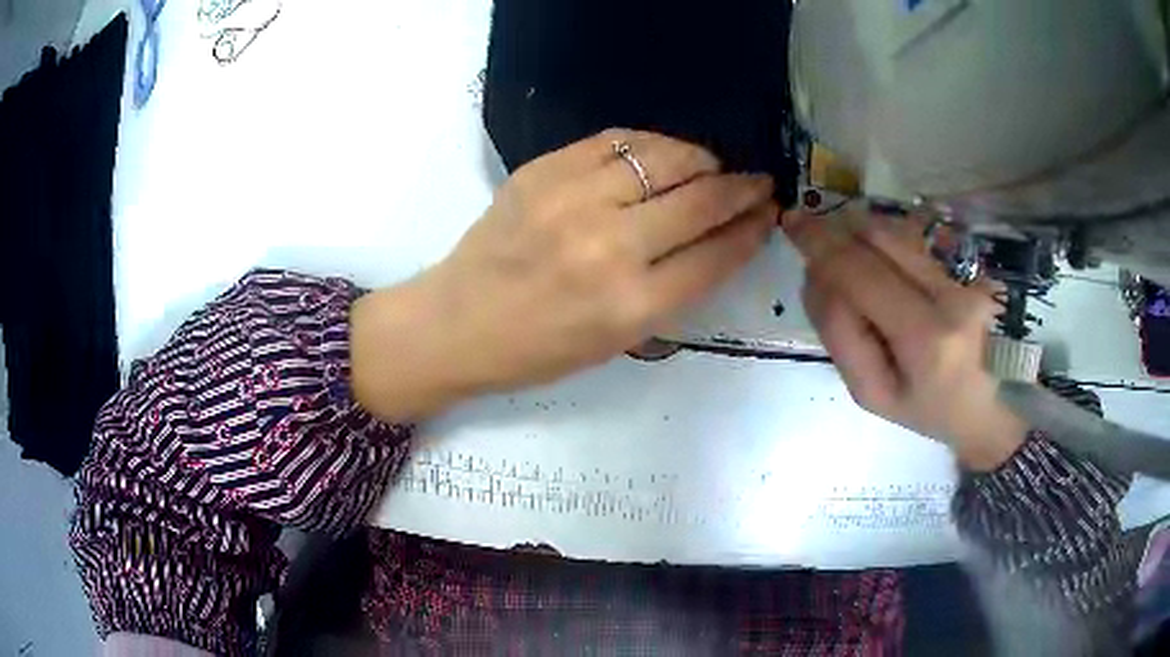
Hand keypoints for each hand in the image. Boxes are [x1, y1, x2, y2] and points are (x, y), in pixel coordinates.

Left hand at [353, 130, 776, 420]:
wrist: (457, 322)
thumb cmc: (540, 348)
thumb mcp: (618, 340)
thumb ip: (675, 288)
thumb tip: (723, 236)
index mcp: (631, 306)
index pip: (716, 253)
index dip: (752, 228)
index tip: (769, 212)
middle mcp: (608, 246)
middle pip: (700, 199)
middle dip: (741, 188)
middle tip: (756, 182)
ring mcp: (572, 199)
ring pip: (664, 156)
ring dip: (700, 159)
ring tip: (710, 167)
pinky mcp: (543, 170)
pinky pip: (617, 140)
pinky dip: (651, 144)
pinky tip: (662, 154)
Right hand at [783, 205, 1027, 470]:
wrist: (988, 408)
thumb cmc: (927, 411)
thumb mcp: (872, 392)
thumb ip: (841, 334)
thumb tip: (818, 276)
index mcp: (925, 339)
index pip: (860, 276)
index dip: (821, 246)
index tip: (791, 224)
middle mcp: (950, 297)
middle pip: (878, 241)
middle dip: (836, 232)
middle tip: (809, 232)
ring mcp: (965, 278)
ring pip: (897, 233)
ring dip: (859, 234)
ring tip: (845, 252)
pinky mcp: (971, 269)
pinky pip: (915, 240)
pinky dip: (884, 242)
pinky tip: (879, 260)